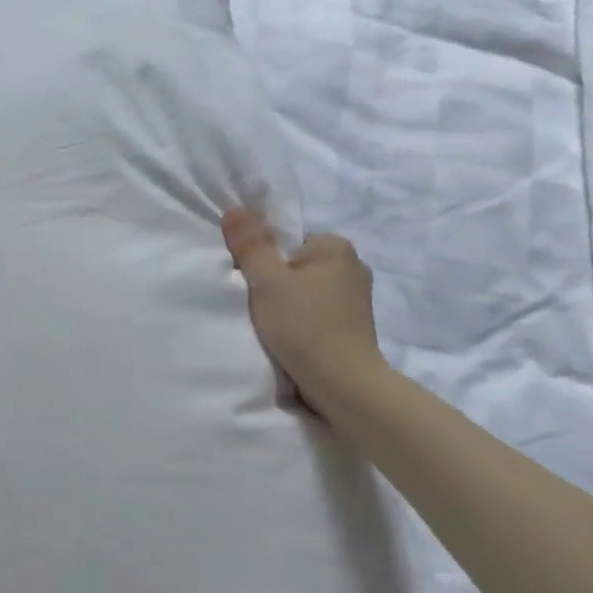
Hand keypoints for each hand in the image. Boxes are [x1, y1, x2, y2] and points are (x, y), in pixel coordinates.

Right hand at [221, 208, 387, 417]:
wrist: (343, 384)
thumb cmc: (304, 325)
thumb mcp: (267, 281)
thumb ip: (250, 245)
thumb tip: (234, 209)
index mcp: (336, 246)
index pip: (287, 241)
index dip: (264, 261)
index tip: (254, 285)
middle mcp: (353, 266)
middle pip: (296, 266)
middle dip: (277, 284)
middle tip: (259, 307)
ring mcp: (357, 298)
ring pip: (307, 291)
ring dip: (290, 305)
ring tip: (275, 327)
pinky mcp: (355, 326)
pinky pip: (318, 313)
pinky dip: (303, 322)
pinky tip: (292, 339)